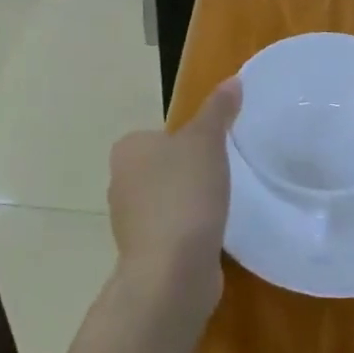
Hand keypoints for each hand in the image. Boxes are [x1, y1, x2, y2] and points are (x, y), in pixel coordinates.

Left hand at [107, 79, 240, 324]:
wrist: (172, 272)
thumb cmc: (185, 194)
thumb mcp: (206, 141)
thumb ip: (218, 110)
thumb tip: (233, 79)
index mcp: (128, 149)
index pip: (160, 135)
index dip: (188, 140)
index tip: (215, 151)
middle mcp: (120, 182)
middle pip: (161, 168)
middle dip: (187, 173)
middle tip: (222, 176)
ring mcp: (130, 222)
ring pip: (165, 202)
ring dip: (188, 205)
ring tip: (220, 206)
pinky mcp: (145, 254)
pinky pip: (171, 232)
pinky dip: (189, 232)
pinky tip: (212, 236)